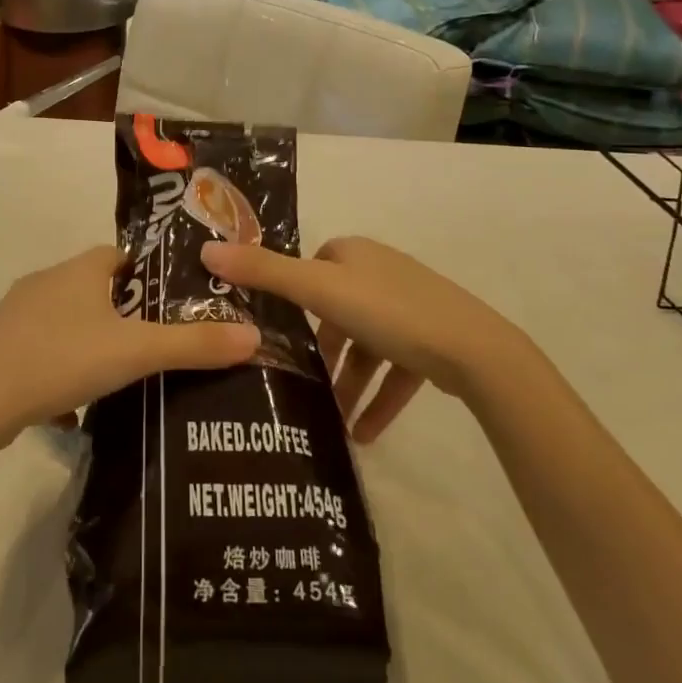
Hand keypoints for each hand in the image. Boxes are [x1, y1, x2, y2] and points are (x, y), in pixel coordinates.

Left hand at [0, 246, 259, 438]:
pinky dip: (59, 371)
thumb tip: (254, 336)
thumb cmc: (61, 358)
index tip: (169, 304)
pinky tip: (71, 409)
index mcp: (80, 270)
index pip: (120, 256)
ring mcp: (16, 314)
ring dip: (89, 343)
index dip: (147, 275)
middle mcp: (46, 281)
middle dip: (122, 313)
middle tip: (151, 345)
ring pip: (65, 321)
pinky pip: (40, 351)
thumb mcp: (135, 352)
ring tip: (117, 378)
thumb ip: (193, 345)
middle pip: (93, 288)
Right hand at [201, 236, 530, 442]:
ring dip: (349, 383)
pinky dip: (379, 399)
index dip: (293, 297)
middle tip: (300, 383)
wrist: (475, 351)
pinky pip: (396, 371)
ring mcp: (410, 308)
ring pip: (367, 346)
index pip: (312, 268)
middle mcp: (381, 273)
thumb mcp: (318, 291)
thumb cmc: (388, 312)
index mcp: (354, 255)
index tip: (276, 334)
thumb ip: (263, 272)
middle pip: (337, 311)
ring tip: (331, 419)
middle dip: (321, 351)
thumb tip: (206, 248)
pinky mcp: (433, 342)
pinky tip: (364, 434)